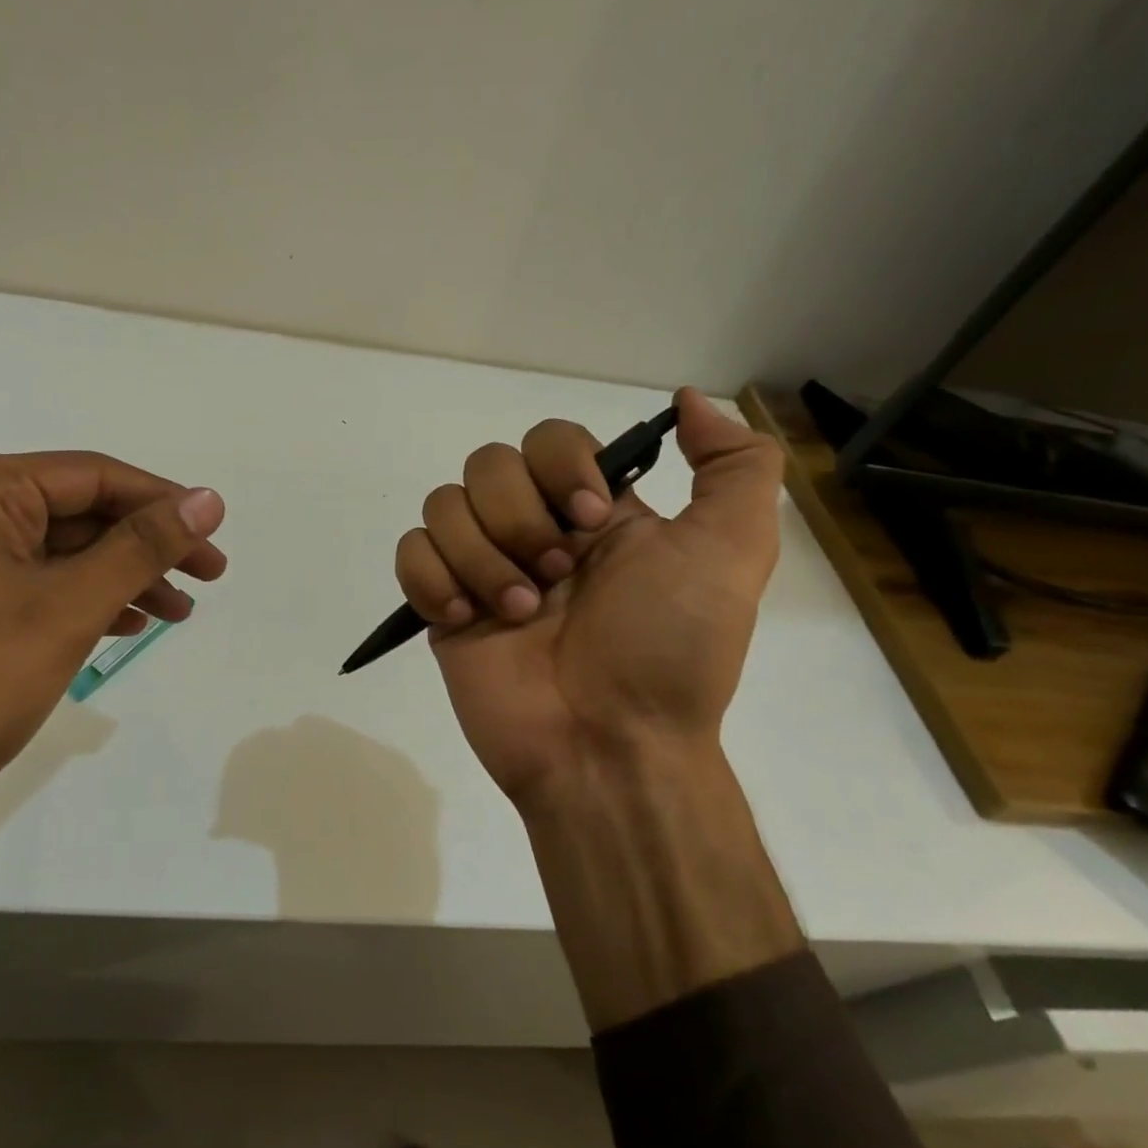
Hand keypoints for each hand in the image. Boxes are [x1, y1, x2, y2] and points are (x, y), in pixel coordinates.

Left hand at [0, 451, 224, 936]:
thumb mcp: (64, 609)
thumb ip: (140, 549)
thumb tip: (208, 500)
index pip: (95, 476)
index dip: (163, 503)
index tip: (214, 538)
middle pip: (79, 513)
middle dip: (145, 547)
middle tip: (206, 580)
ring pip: (60, 553)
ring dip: (120, 578)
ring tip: (174, 613)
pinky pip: (33, 585)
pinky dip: (81, 602)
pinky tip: (120, 625)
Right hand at [394, 388, 781, 805]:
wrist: (610, 747)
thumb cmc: (670, 650)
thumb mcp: (734, 552)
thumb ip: (736, 466)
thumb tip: (689, 400)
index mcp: (592, 512)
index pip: (548, 439)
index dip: (561, 467)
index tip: (592, 521)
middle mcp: (534, 529)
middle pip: (486, 464)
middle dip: (518, 518)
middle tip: (554, 577)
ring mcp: (482, 567)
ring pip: (443, 505)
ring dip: (481, 558)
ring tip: (517, 615)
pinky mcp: (442, 605)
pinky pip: (410, 552)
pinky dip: (431, 578)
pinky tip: (465, 617)